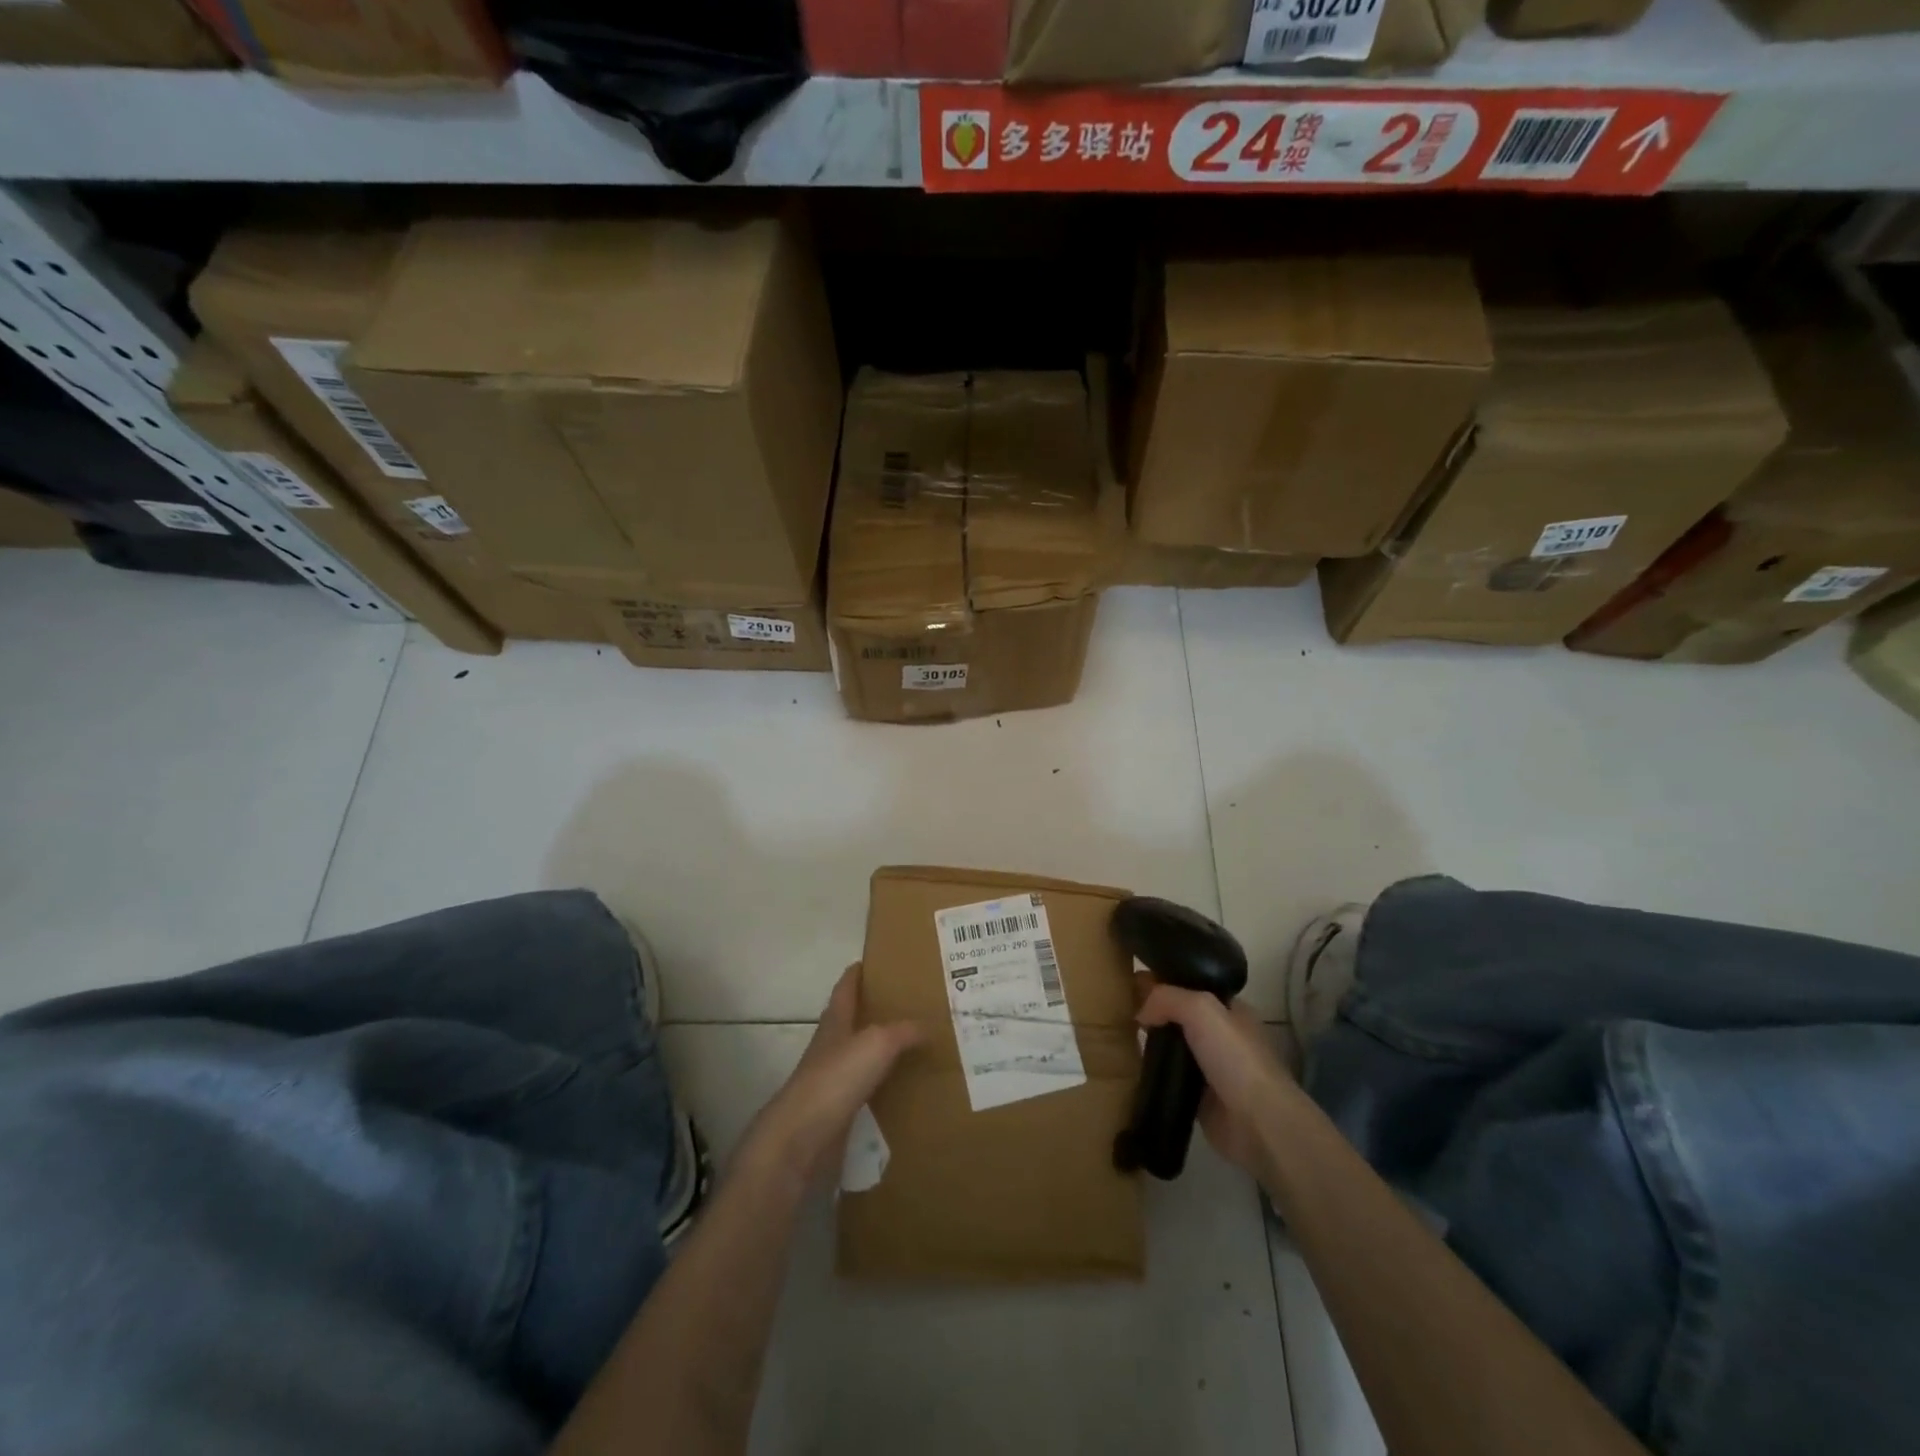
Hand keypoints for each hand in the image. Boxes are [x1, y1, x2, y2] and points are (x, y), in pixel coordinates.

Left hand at [735, 965, 920, 1192]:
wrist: (801, 1138)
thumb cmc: (835, 1079)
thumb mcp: (877, 1044)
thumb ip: (904, 1031)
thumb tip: (930, 1025)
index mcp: (835, 1022)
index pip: (845, 988)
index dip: (856, 973)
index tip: (873, 961)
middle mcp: (831, 1046)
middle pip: (851, 1020)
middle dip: (873, 1010)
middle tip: (906, 1003)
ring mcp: (831, 1080)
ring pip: (859, 1055)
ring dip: (879, 1048)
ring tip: (912, 1044)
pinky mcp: (836, 1111)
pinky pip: (865, 1089)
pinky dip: (882, 1083)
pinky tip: (901, 1087)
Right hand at [1137, 984, 1297, 1177]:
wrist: (1258, 1123)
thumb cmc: (1234, 1058)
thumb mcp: (1201, 1009)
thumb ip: (1167, 998)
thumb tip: (1140, 1011)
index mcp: (1230, 1010)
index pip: (1192, 985)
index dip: (1163, 981)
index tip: (1130, 981)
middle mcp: (1221, 1036)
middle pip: (1179, 1016)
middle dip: (1153, 1012)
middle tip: (1119, 1010)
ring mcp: (1211, 1068)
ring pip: (1172, 1047)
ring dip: (1150, 1044)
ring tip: (1117, 1036)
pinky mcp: (1199, 1098)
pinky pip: (1169, 1077)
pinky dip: (1152, 1073)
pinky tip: (1130, 1067)